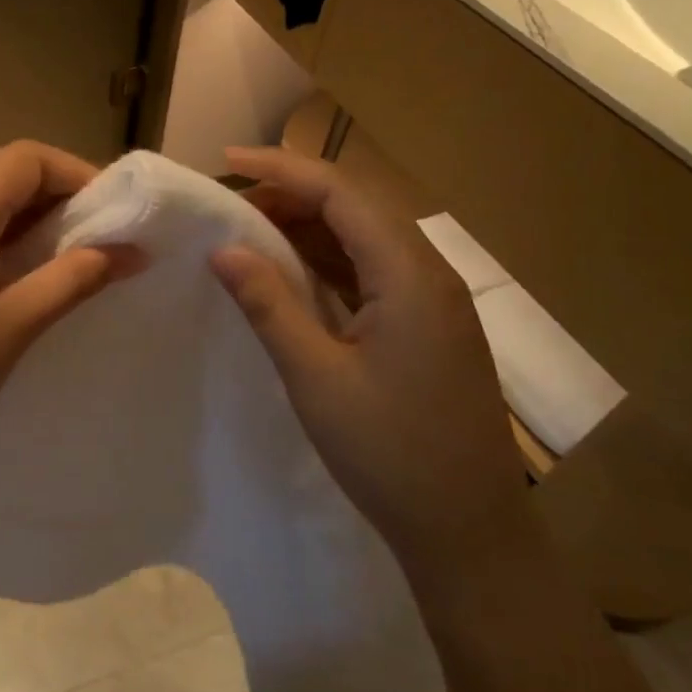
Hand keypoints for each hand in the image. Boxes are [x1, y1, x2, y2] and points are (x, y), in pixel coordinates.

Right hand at [209, 147, 528, 577]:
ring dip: (306, 226)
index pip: (340, 193)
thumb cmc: (389, 452)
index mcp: (408, 275)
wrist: (468, 531)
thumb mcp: (315, 376)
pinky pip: (370, 271)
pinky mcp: (424, 326)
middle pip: (355, 207)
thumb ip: (269, 304)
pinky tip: (289, 273)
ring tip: (247, 232)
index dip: (281, 169)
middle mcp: (427, 274)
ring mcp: (430, 301)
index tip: (225, 161)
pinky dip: (325, 261)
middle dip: (290, 194)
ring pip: (362, 237)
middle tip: (228, 205)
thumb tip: (223, 250)